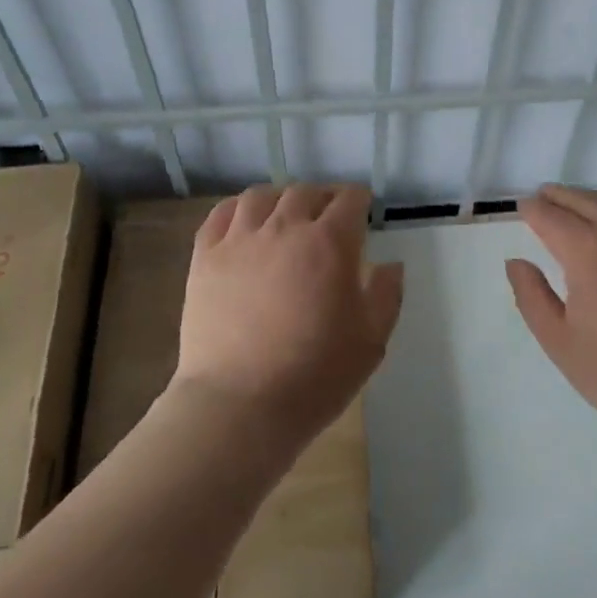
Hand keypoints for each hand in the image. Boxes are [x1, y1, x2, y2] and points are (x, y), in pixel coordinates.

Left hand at [175, 184, 403, 445]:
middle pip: (305, 192)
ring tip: (284, 215)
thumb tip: (391, 265)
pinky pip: (221, 214)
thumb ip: (386, 295)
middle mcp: (284, 228)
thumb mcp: (371, 341)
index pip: (349, 200)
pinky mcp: (205, 257)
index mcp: (330, 243)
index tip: (362, 211)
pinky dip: (237, 209)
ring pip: (261, 196)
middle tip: (327, 218)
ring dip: (280, 199)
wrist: (240, 405)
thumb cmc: (315, 376)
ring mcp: (240, 240)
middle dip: (323, 198)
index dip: (359, 201)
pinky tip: (245, 222)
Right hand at [506, 185, 596, 452]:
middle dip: (559, 196)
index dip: (532, 209)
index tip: (521, 208)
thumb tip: (516, 263)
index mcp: (587, 250)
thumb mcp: (561, 343)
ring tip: (575, 209)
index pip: (550, 215)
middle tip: (543, 198)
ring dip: (590, 201)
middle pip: (584, 199)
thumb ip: (531, 297)